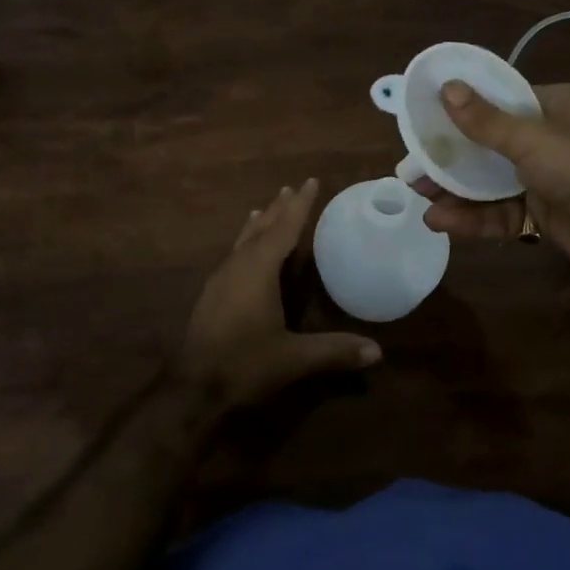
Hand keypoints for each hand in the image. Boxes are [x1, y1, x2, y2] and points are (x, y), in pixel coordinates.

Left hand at [177, 178, 380, 406]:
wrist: (192, 388)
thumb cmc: (244, 364)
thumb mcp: (293, 358)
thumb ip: (334, 351)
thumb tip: (377, 351)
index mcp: (258, 270)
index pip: (284, 229)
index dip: (299, 206)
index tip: (310, 181)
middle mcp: (238, 266)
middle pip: (261, 229)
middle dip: (278, 209)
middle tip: (290, 188)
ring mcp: (221, 280)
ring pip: (243, 241)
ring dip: (259, 224)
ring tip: (265, 208)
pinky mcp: (212, 295)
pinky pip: (233, 255)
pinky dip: (245, 243)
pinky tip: (243, 251)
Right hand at [413, 82, 569, 270]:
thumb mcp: (533, 139)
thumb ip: (486, 121)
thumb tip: (446, 87)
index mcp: (550, 106)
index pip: (497, 100)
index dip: (460, 107)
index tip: (424, 114)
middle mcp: (544, 138)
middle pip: (485, 143)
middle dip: (449, 156)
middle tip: (412, 164)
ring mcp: (541, 178)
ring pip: (488, 181)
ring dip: (455, 189)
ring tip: (419, 195)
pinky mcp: (539, 213)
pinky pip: (499, 212)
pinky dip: (472, 217)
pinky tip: (441, 221)